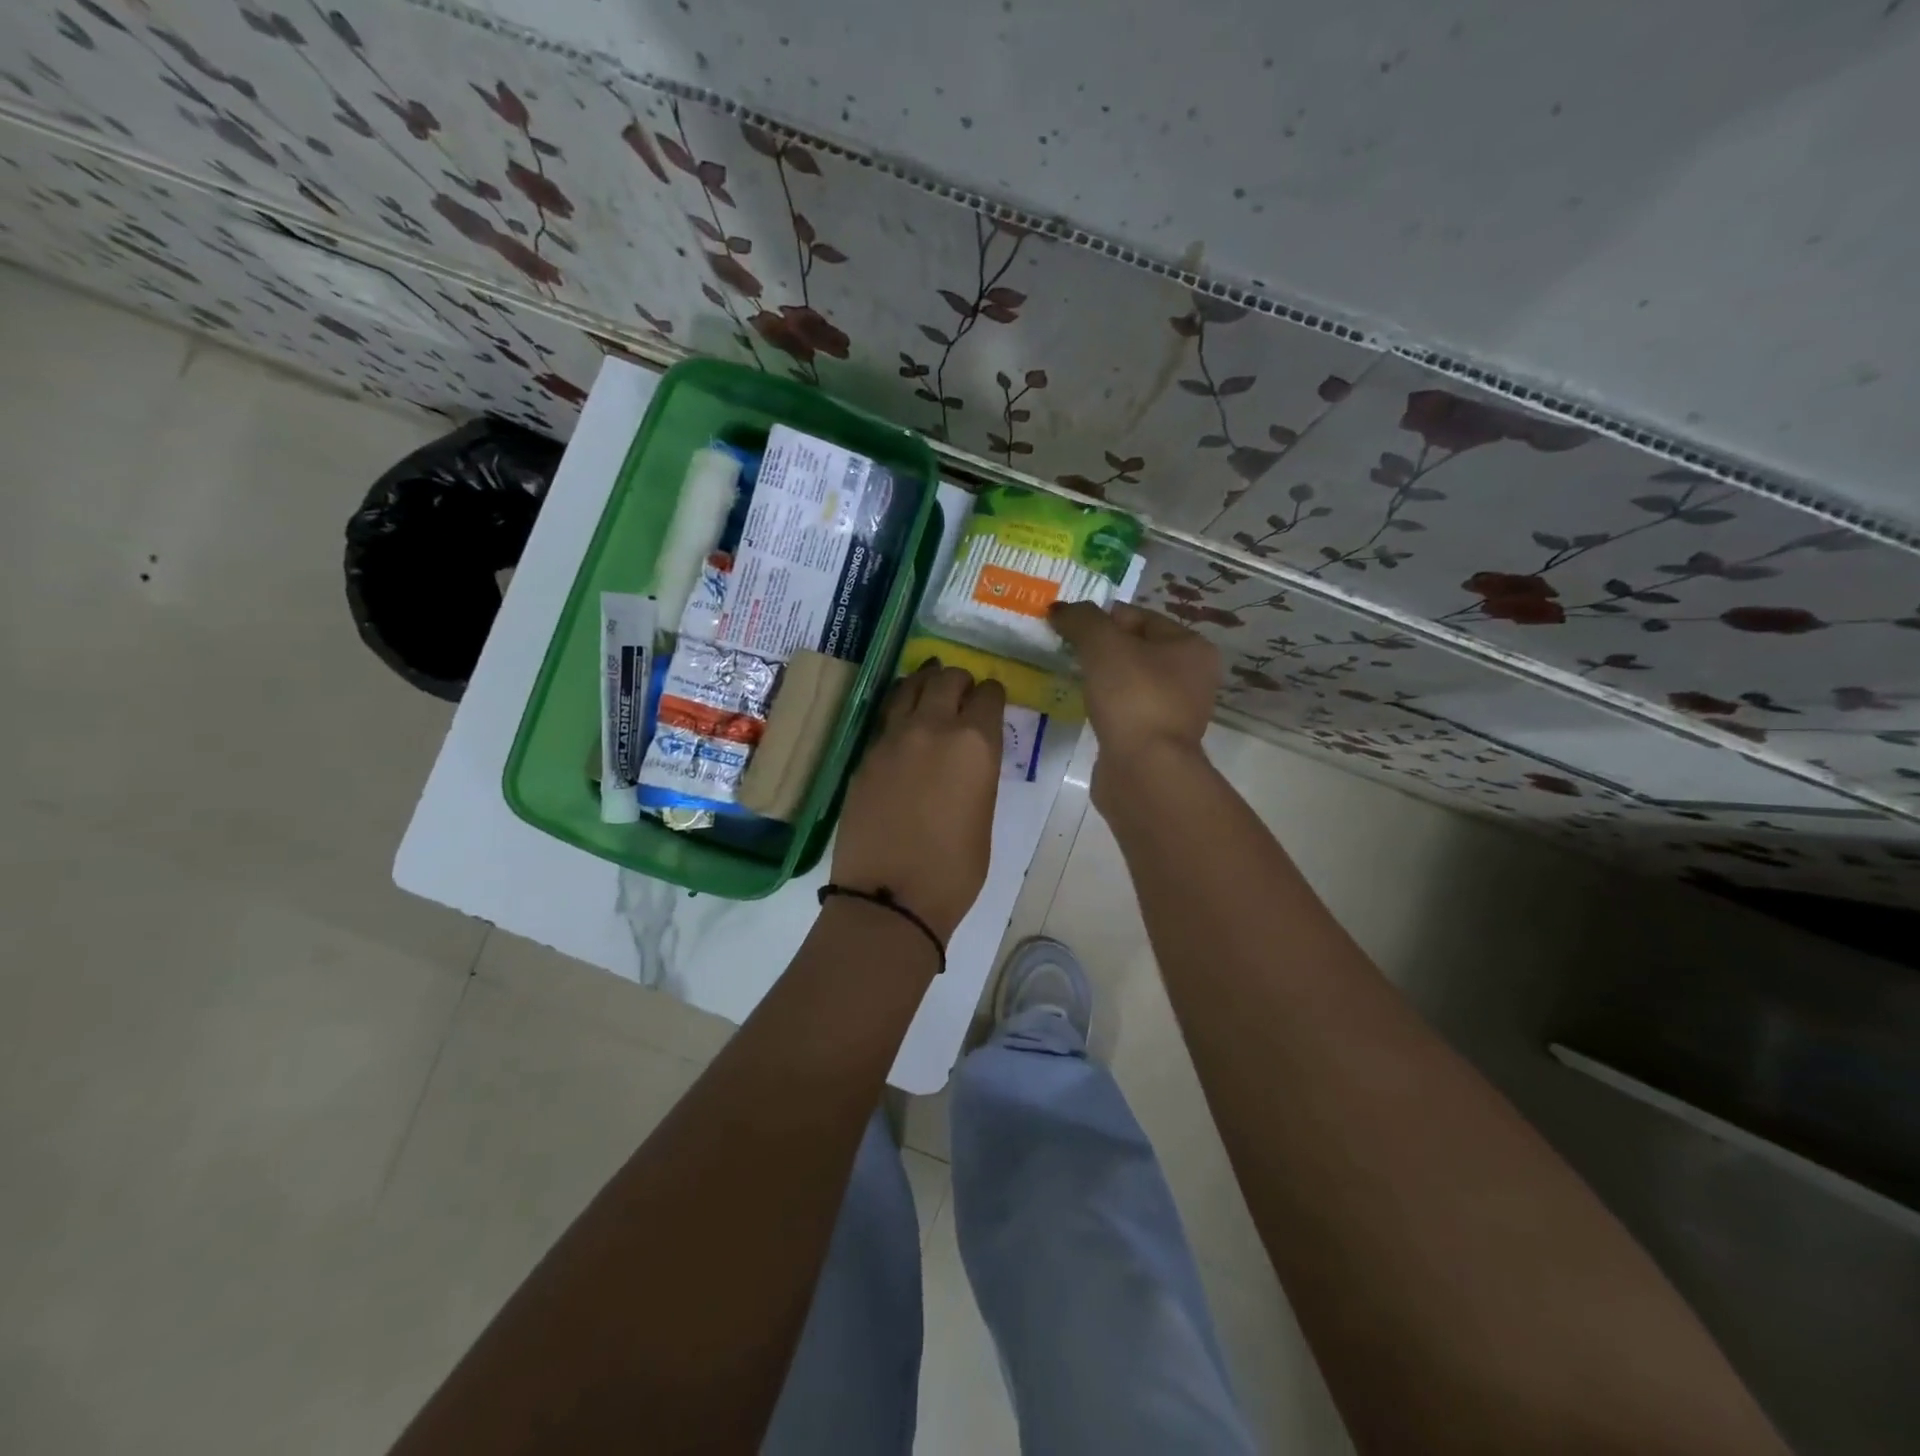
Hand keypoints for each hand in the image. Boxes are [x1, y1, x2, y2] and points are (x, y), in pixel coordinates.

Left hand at [833, 663, 1005, 940]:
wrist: (890, 896)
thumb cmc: (954, 870)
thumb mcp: (983, 816)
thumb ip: (977, 774)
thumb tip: (967, 760)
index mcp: (974, 743)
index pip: (988, 695)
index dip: (992, 694)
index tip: (991, 701)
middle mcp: (933, 728)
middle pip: (947, 678)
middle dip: (959, 680)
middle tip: (962, 692)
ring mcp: (892, 738)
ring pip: (909, 687)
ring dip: (925, 683)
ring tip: (931, 687)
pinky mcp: (865, 755)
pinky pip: (886, 717)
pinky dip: (900, 709)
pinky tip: (903, 722)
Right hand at [1050, 601, 1219, 804]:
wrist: (1144, 770)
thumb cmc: (1133, 697)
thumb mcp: (1103, 645)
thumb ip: (1081, 620)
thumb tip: (1059, 609)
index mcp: (1192, 647)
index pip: (1141, 617)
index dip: (1103, 617)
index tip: (1070, 627)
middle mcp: (1192, 678)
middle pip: (1136, 649)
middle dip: (1101, 648)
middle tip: (1067, 652)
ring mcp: (1175, 712)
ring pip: (1130, 682)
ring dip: (1102, 679)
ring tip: (1072, 679)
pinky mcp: (1155, 740)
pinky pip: (1125, 711)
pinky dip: (1105, 707)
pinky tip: (1086, 709)